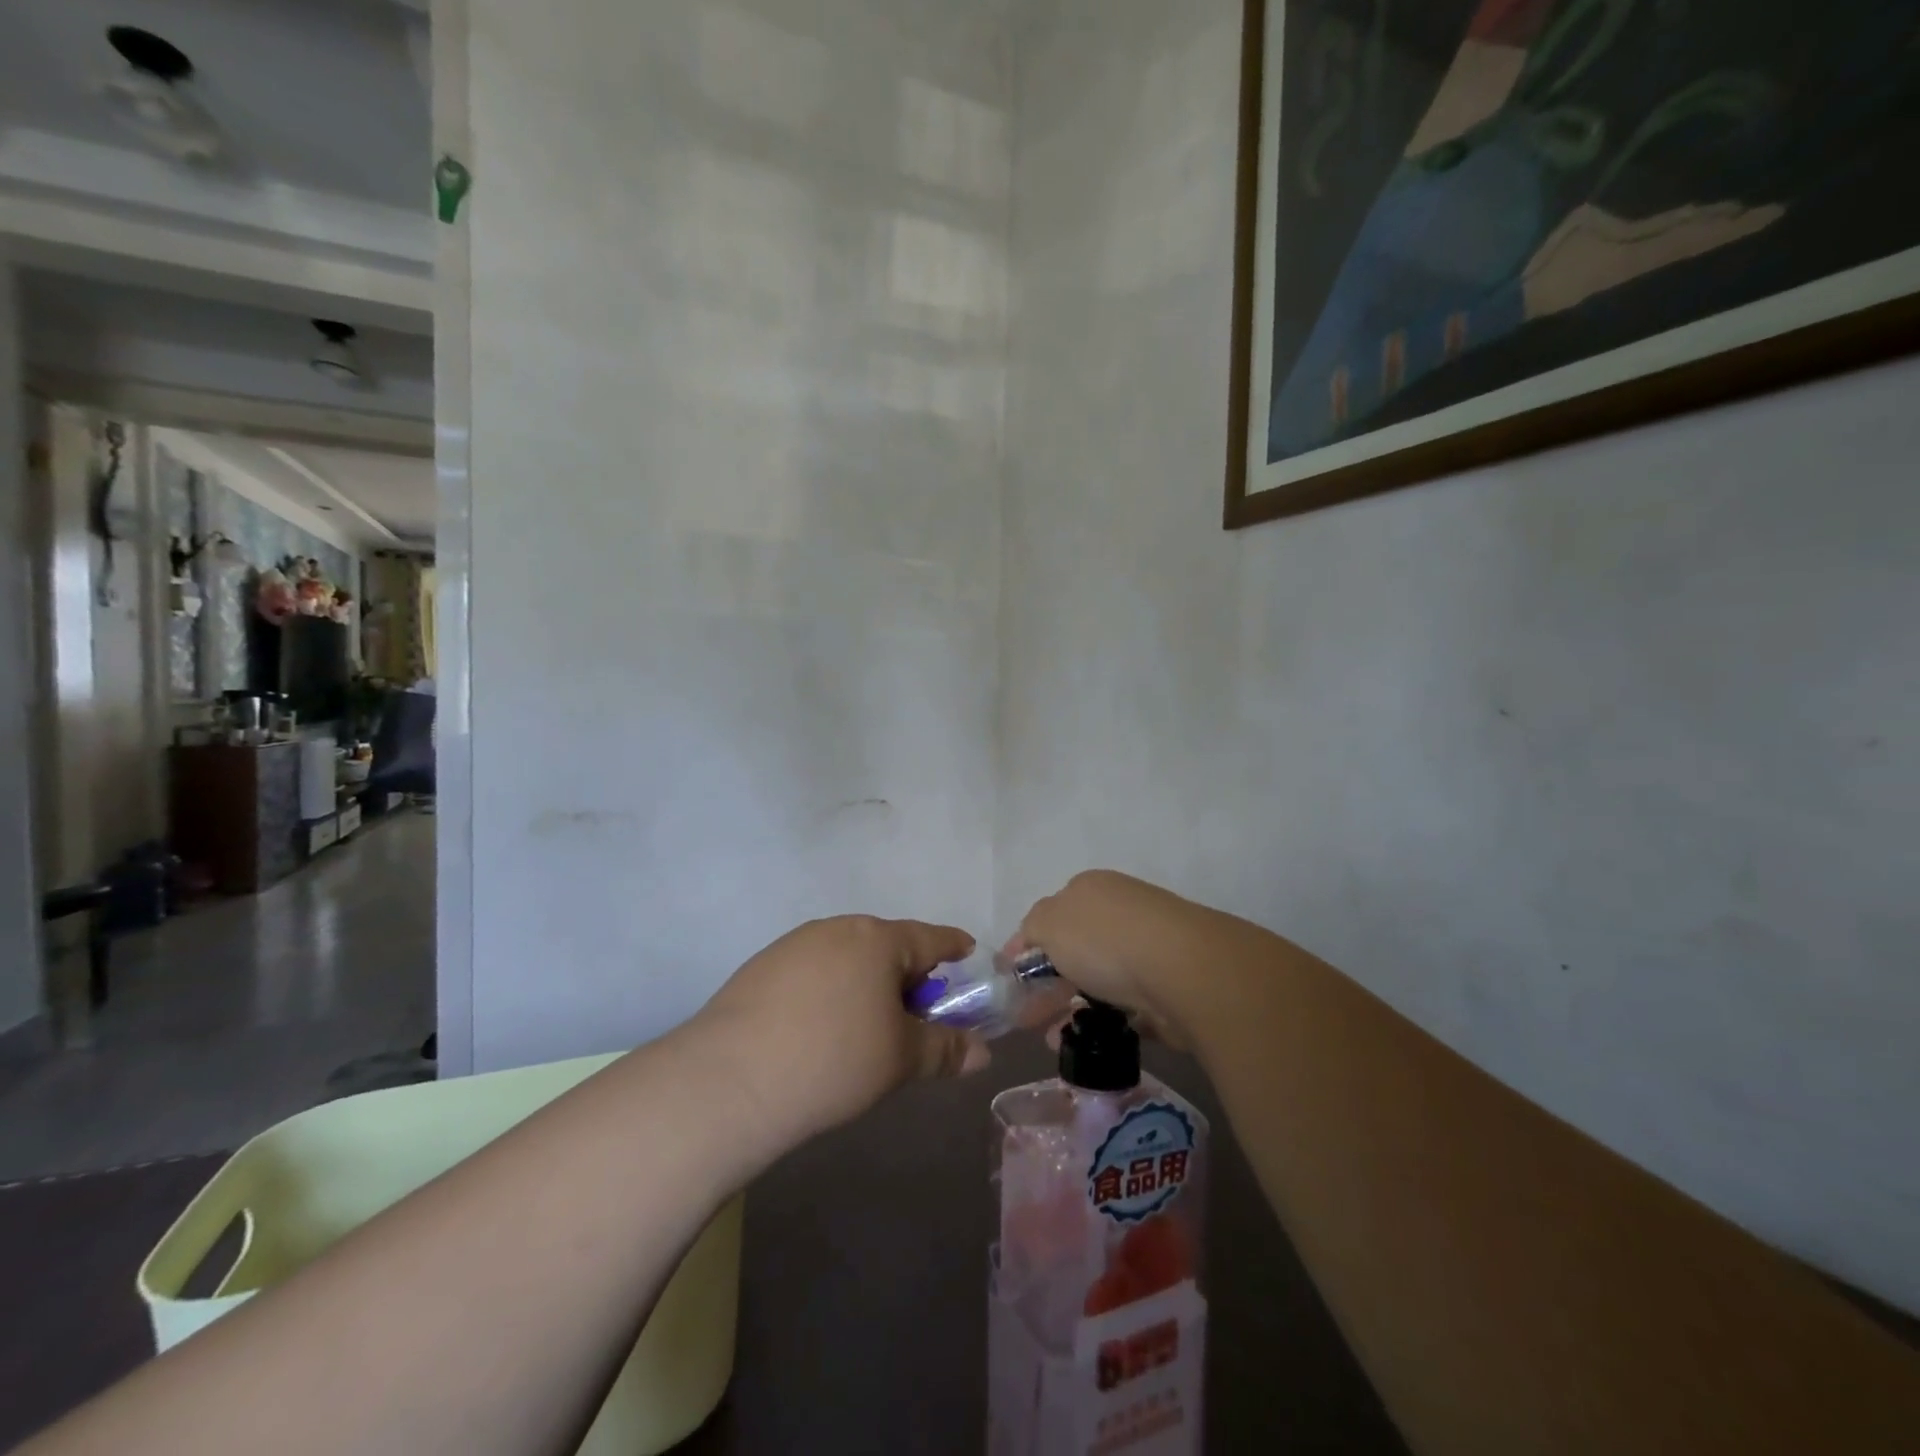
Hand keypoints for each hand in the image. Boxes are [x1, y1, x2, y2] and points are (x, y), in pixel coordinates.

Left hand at [689, 916, 990, 1153]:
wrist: (729, 1081)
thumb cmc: (833, 1060)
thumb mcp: (900, 1059)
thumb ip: (944, 1050)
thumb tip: (981, 1052)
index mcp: (877, 939)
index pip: (929, 937)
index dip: (953, 947)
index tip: (966, 953)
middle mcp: (835, 929)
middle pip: (886, 946)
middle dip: (906, 977)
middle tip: (914, 1017)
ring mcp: (793, 945)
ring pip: (846, 959)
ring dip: (865, 985)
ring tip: (864, 1031)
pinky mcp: (760, 968)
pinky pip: (812, 973)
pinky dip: (829, 993)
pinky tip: (818, 1032)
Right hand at [1013, 871, 1237, 1051]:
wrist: (1183, 970)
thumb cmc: (1105, 940)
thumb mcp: (1049, 923)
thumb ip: (1031, 929)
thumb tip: (1027, 939)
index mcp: (1090, 889)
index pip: (1050, 915)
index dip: (1027, 946)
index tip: (1011, 980)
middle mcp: (1120, 912)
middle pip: (1074, 949)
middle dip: (1048, 984)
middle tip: (1026, 1018)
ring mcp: (1148, 948)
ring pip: (1099, 980)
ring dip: (1072, 1008)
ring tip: (1053, 1040)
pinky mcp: (1168, 986)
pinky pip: (1126, 1006)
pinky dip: (1104, 1023)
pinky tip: (1087, 1043)